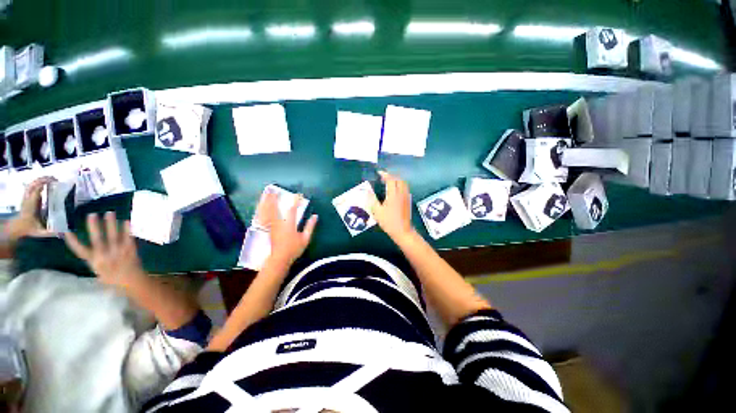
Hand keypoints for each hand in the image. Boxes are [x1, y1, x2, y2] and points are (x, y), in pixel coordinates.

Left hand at [3, 177, 55, 241]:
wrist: (17, 227)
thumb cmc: (29, 229)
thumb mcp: (39, 232)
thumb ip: (50, 233)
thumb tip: (63, 232)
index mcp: (31, 205)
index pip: (37, 191)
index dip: (45, 185)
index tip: (55, 183)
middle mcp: (28, 199)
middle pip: (34, 184)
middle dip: (43, 180)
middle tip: (56, 179)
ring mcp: (26, 197)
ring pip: (31, 184)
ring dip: (40, 180)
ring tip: (51, 179)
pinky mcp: (26, 197)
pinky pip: (31, 186)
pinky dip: (37, 182)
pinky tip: (44, 183)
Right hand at [64, 212, 145, 290]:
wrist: (133, 282)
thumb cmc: (114, 277)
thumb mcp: (99, 272)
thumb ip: (94, 260)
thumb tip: (87, 248)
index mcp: (95, 263)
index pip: (81, 251)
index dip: (73, 242)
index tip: (66, 232)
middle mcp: (105, 257)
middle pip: (98, 240)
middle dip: (94, 227)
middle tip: (92, 214)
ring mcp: (118, 253)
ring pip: (113, 236)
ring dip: (111, 224)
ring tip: (109, 212)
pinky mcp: (130, 250)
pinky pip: (128, 238)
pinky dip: (127, 229)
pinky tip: (126, 220)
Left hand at [258, 192, 317, 264]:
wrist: (279, 259)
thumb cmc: (294, 249)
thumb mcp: (305, 238)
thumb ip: (310, 226)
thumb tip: (315, 216)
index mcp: (289, 224)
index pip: (292, 209)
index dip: (296, 201)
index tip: (299, 195)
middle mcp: (278, 222)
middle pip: (275, 207)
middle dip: (274, 198)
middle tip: (274, 190)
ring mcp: (272, 225)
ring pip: (268, 211)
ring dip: (267, 202)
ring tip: (267, 194)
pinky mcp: (268, 229)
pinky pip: (264, 216)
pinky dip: (263, 210)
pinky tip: (263, 207)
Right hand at [372, 171, 415, 241]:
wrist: (403, 231)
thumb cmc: (389, 222)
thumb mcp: (377, 212)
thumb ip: (372, 200)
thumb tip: (367, 191)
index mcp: (393, 195)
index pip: (391, 180)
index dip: (385, 174)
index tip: (379, 173)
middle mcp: (401, 193)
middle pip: (399, 179)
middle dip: (391, 176)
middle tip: (384, 177)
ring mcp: (406, 197)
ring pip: (403, 183)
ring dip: (397, 180)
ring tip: (389, 182)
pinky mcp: (408, 201)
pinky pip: (405, 188)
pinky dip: (400, 185)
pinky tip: (395, 190)